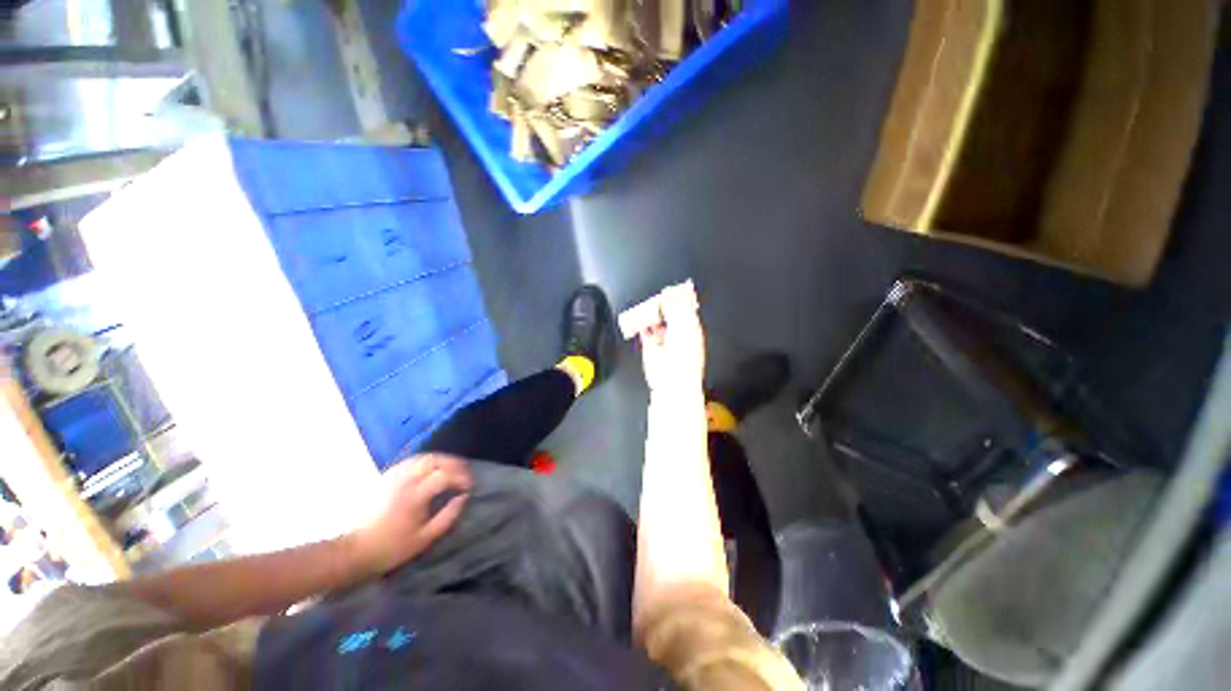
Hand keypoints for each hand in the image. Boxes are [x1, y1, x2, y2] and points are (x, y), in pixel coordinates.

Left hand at [349, 454, 472, 577]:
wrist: (354, 550)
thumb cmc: (391, 548)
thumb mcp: (424, 539)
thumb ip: (448, 517)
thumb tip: (463, 497)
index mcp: (414, 496)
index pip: (445, 476)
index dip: (462, 478)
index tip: (469, 487)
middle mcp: (404, 480)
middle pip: (435, 459)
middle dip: (454, 463)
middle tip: (464, 474)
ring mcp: (393, 476)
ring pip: (423, 457)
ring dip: (442, 460)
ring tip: (452, 470)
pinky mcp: (386, 476)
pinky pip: (412, 460)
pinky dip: (427, 461)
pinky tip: (432, 470)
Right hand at [638, 283, 705, 393]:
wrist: (672, 380)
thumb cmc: (685, 358)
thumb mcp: (684, 326)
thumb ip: (678, 307)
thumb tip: (674, 291)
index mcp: (690, 325)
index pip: (684, 305)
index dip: (678, 295)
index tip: (671, 288)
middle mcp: (677, 330)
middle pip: (667, 309)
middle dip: (662, 304)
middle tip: (658, 301)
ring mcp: (662, 336)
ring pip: (654, 317)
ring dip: (650, 313)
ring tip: (649, 313)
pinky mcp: (649, 343)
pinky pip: (643, 328)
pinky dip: (641, 323)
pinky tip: (642, 322)